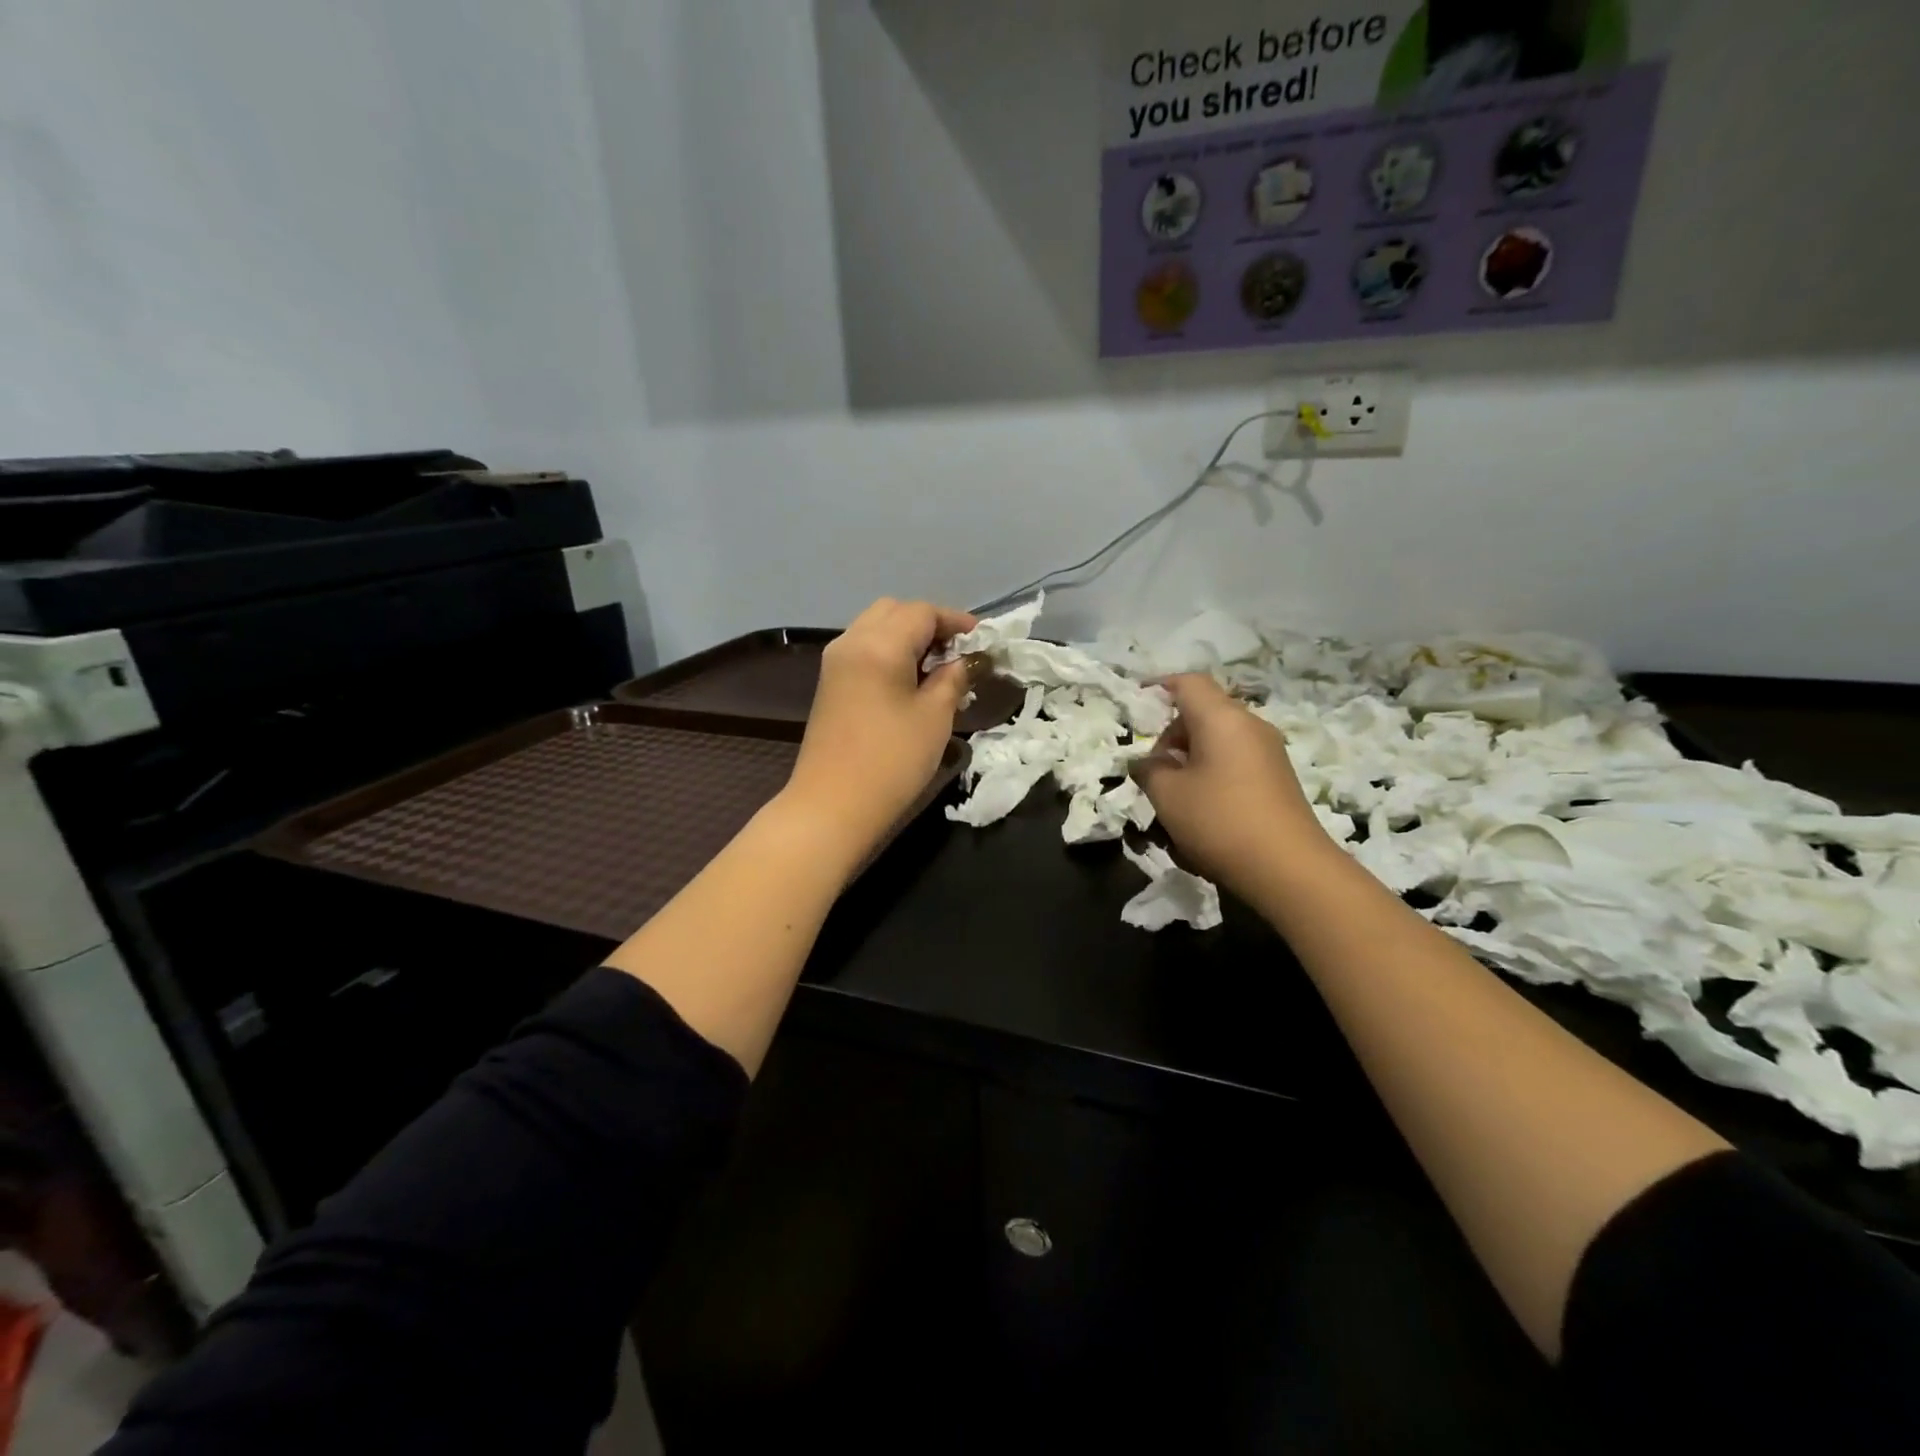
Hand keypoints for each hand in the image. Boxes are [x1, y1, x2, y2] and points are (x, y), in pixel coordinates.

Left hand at [783, 598, 978, 867]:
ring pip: (876, 628)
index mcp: (879, 644)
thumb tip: (965, 660)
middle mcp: (851, 642)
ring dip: (908, 637)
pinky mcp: (830, 684)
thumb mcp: (934, 717)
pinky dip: (890, 652)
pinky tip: (910, 680)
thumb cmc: (891, 760)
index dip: (956, 621)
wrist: (833, 806)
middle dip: (929, 624)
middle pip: (894, 611)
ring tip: (938, 667)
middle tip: (958, 652)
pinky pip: (864, 649)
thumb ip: (953, 678)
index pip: (922, 612)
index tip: (983, 640)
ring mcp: (836, 663)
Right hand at [1131, 674, 1338, 901]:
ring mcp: (1269, 752)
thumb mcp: (1167, 795)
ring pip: (1220, 738)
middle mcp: (1250, 725)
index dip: (1160, 686)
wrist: (1289, 869)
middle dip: (1173, 733)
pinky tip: (1202, 807)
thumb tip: (1146, 762)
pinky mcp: (1278, 778)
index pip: (1189, 683)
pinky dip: (1213, 771)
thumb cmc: (1219, 820)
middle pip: (1204, 711)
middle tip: (1153, 768)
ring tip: (1174, 793)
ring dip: (1191, 756)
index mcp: (1222, 718)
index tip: (1138, 703)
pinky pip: (1236, 760)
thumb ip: (1149, 769)